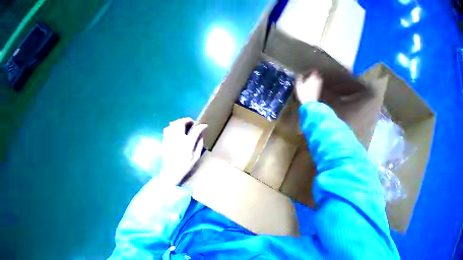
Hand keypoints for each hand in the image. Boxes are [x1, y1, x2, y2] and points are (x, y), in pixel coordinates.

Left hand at [159, 118, 207, 185]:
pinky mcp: (165, 140)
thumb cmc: (186, 165)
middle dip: (188, 120)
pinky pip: (167, 129)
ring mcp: (170, 138)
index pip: (196, 130)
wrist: (171, 172)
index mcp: (187, 143)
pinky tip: (176, 130)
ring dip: (180, 122)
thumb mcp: (196, 156)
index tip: (205, 125)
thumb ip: (199, 144)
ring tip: (184, 124)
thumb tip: (201, 135)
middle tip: (192, 122)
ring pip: (173, 124)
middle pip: (181, 123)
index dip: (202, 126)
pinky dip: (172, 126)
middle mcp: (178, 138)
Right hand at [295, 71, 322, 103]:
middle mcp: (318, 80)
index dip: (308, 72)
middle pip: (316, 75)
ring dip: (312, 80)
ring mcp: (319, 85)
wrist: (309, 102)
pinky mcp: (318, 90)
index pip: (313, 71)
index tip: (304, 74)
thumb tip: (298, 75)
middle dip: (311, 76)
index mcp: (313, 77)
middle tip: (306, 78)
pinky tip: (309, 88)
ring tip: (307, 83)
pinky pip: (316, 85)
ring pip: (316, 80)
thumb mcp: (298, 85)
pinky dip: (313, 85)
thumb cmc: (303, 93)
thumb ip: (298, 79)